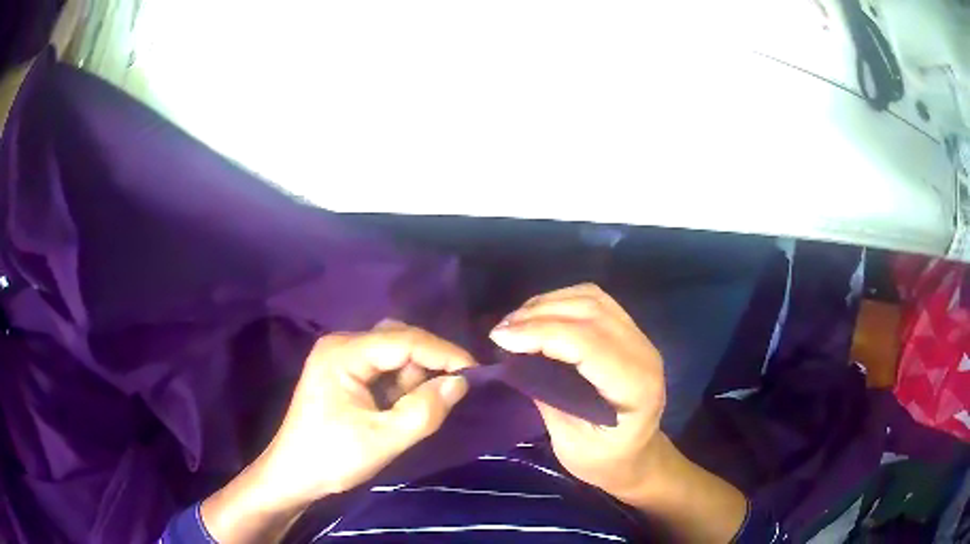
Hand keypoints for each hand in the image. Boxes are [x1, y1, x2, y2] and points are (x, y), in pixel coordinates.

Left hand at [201, 321, 474, 542]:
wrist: (292, 475)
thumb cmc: (331, 458)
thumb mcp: (382, 441)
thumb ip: (423, 411)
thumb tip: (461, 383)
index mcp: (343, 353)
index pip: (403, 340)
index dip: (443, 353)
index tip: (476, 372)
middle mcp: (341, 345)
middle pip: (398, 339)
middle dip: (426, 365)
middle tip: (444, 397)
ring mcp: (340, 358)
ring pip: (393, 353)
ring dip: (413, 377)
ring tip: (413, 410)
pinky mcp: (344, 373)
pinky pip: (383, 368)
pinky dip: (400, 385)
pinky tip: (398, 408)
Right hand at [490, 284, 748, 542]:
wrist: (637, 457)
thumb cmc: (604, 461)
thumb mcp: (570, 444)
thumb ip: (548, 399)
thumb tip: (515, 360)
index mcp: (634, 387)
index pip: (588, 343)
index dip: (542, 333)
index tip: (501, 338)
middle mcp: (643, 353)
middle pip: (591, 312)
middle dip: (539, 314)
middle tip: (501, 331)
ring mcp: (640, 338)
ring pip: (592, 299)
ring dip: (549, 303)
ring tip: (515, 322)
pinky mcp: (630, 332)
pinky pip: (595, 301)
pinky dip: (562, 302)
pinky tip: (538, 317)